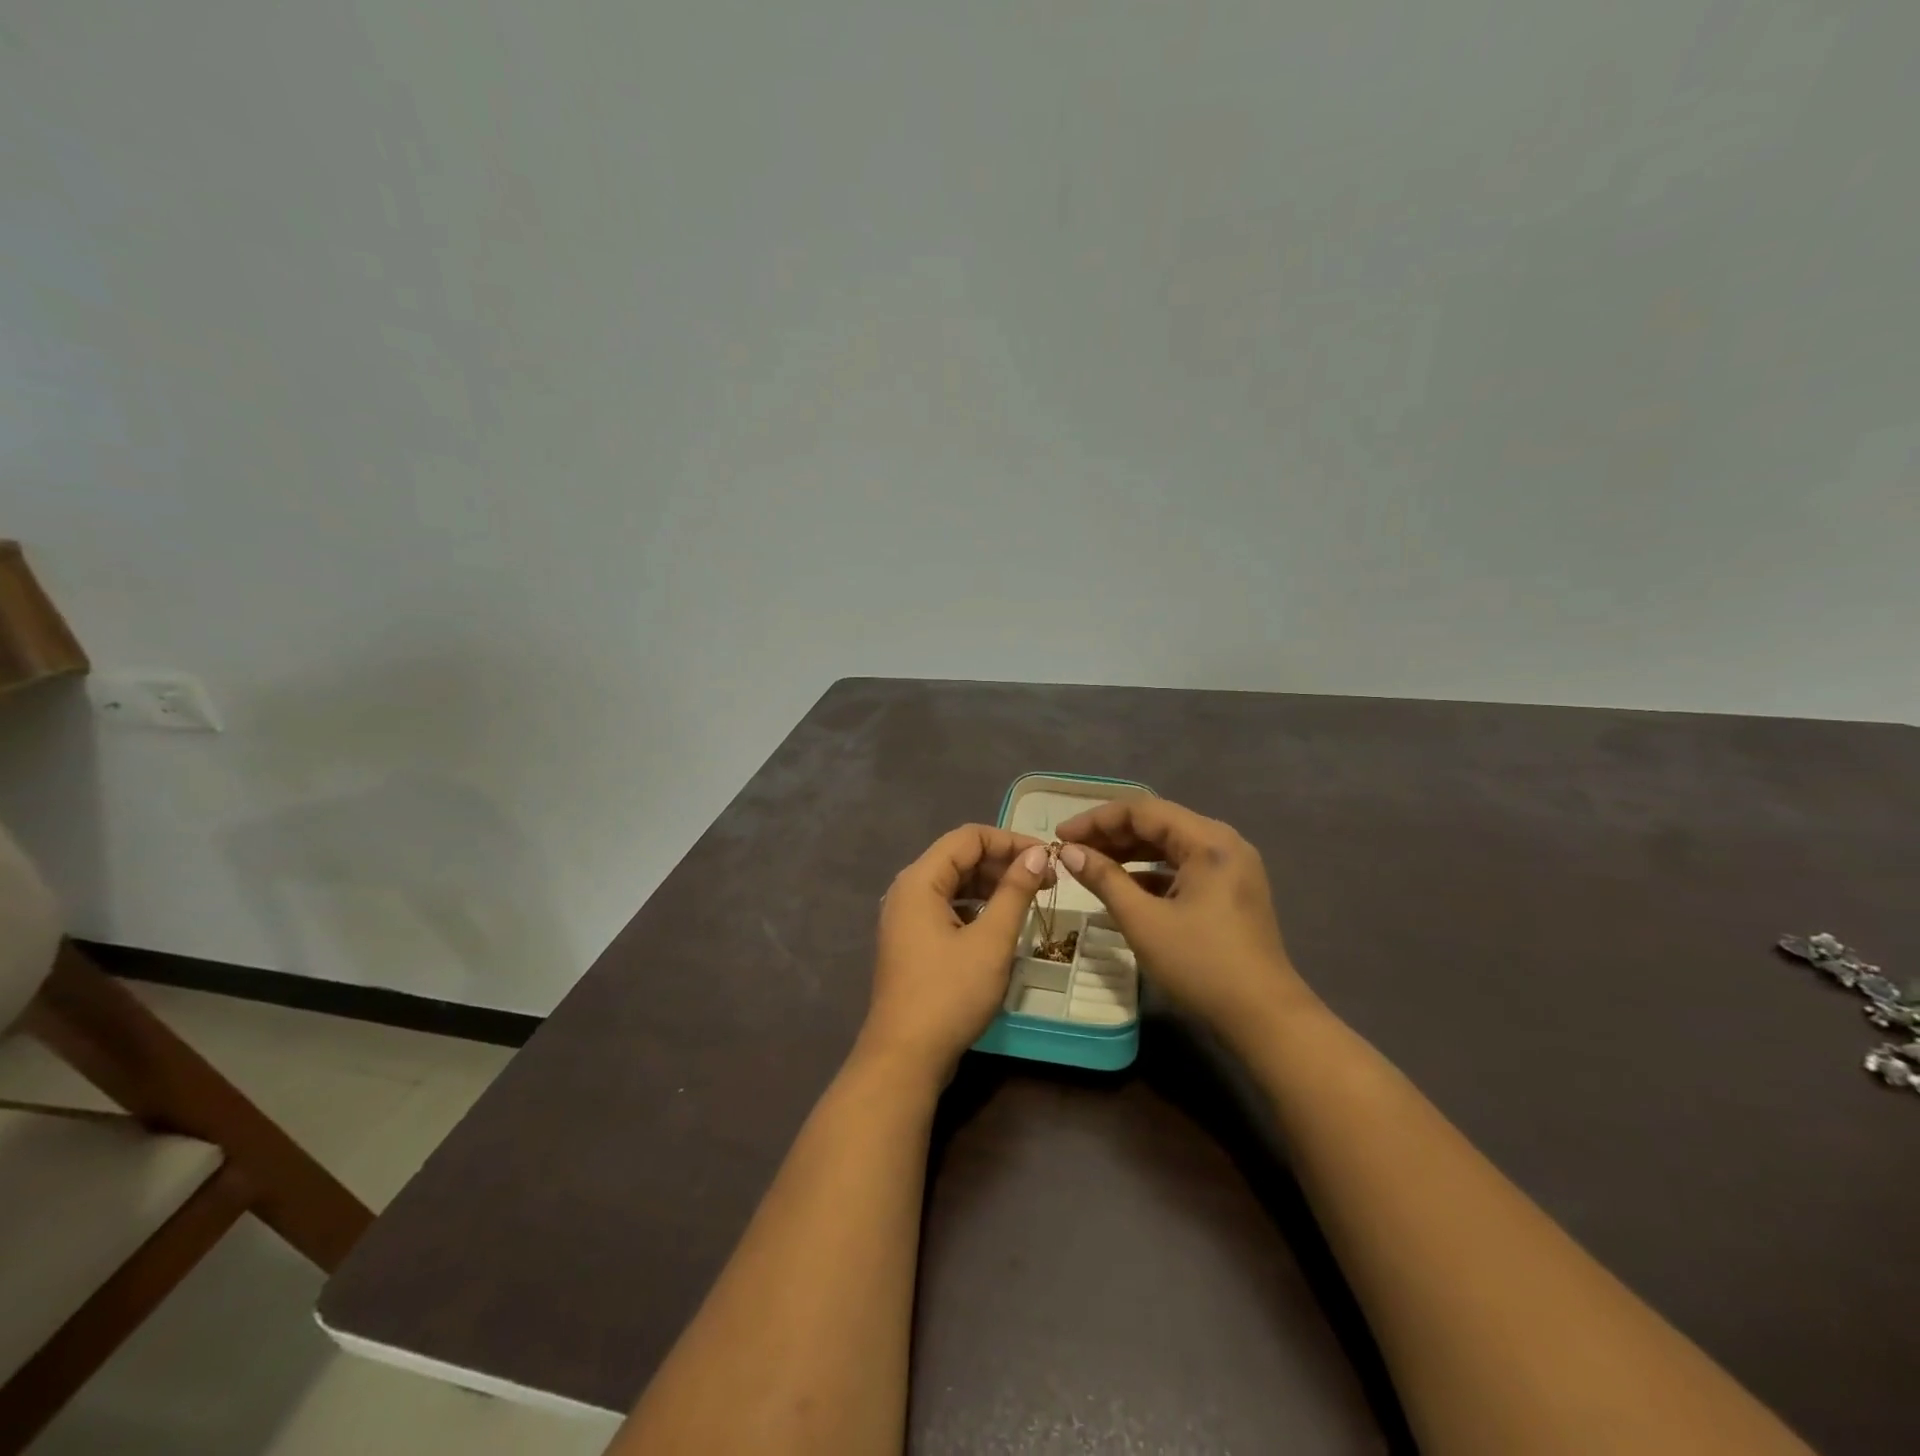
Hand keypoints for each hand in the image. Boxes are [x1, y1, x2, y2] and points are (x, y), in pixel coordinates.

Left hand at [862, 825, 1053, 1082]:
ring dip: (991, 885)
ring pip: (954, 883)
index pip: (969, 837)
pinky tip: (1000, 924)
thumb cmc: (949, 994)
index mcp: (920, 880)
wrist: (905, 1056)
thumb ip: (1015, 891)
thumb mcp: (991, 940)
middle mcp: (908, 890)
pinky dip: (975, 907)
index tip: (1048, 858)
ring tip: (1029, 899)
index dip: (1010, 841)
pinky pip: (947, 907)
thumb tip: (1038, 854)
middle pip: (959, 857)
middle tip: (1046, 881)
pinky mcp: (912, 941)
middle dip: (1003, 863)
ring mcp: (906, 917)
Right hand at [1055, 798, 1316, 1036]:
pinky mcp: (1229, 889)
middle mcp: (1223, 842)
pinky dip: (1150, 871)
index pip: (1142, 810)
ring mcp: (1230, 866)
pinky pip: (1182, 866)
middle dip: (1110, 834)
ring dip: (1128, 852)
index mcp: (1208, 840)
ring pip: (1169, 844)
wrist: (1264, 1018)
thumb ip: (1104, 879)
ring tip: (1090, 864)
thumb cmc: (1201, 965)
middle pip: (1157, 822)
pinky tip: (1123, 887)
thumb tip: (1068, 851)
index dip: (1096, 820)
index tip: (1061, 836)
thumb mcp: (1144, 921)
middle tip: (1071, 850)